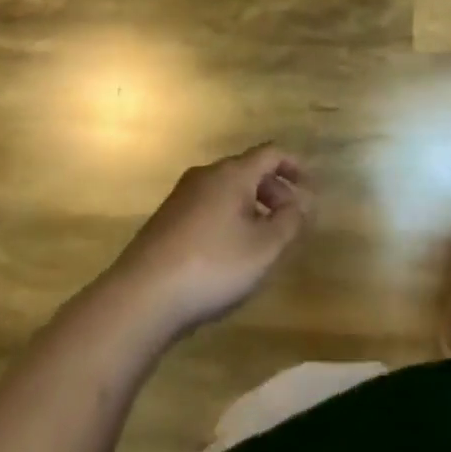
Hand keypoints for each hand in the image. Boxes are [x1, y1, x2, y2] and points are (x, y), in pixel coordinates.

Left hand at [107, 145, 310, 338]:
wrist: (140, 298)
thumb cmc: (212, 266)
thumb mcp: (265, 248)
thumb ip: (290, 221)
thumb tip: (302, 202)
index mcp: (232, 174)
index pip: (271, 153)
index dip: (294, 165)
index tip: (310, 186)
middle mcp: (205, 176)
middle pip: (248, 171)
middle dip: (274, 191)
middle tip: (290, 220)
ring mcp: (181, 198)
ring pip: (226, 192)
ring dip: (251, 208)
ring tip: (263, 241)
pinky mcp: (165, 222)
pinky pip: (208, 208)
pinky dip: (228, 219)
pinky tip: (228, 255)